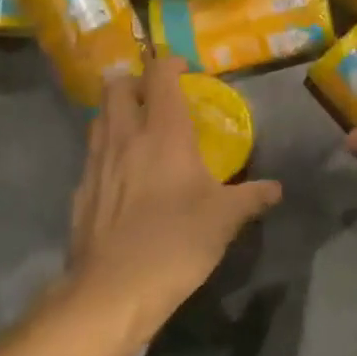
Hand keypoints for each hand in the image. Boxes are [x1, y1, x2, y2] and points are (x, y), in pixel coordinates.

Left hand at [67, 57, 281, 333]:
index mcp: (163, 132)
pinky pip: (92, 154)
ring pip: (99, 116)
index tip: (187, 72)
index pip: (159, 74)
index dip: (171, 63)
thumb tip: (276, 189)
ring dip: (118, 113)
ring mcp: (97, 162)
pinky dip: (106, 150)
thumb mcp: (224, 220)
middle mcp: (125, 136)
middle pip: (118, 85)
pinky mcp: (80, 190)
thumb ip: (251, 197)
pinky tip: (122, 176)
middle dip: (136, 82)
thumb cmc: (175, 243)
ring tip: (139, 132)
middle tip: (158, 99)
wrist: (112, 292)